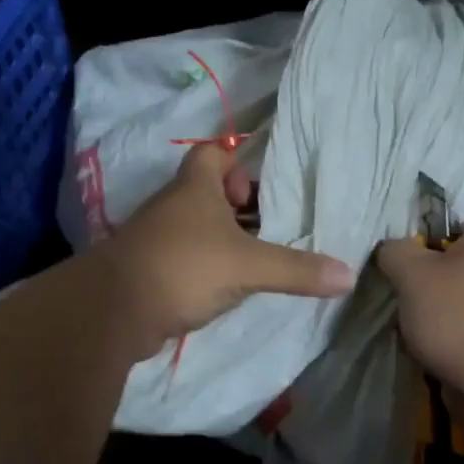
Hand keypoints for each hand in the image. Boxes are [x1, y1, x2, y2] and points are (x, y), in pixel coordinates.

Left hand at [96, 143, 355, 350]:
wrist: (115, 310)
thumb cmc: (183, 267)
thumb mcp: (248, 266)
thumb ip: (297, 270)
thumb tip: (349, 275)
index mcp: (195, 187)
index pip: (213, 152)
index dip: (239, 161)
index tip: (263, 188)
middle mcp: (173, 206)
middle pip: (209, 191)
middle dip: (241, 206)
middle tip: (273, 227)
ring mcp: (158, 238)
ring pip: (198, 227)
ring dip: (225, 239)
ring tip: (260, 258)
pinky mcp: (151, 269)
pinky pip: (187, 257)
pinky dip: (207, 266)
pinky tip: (230, 287)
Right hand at [376, 202, 463, 402]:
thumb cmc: (462, 318)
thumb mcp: (413, 275)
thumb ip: (394, 249)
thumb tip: (393, 250)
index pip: (455, 208)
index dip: (421, 223)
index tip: (399, 247)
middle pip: (458, 246)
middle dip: (427, 264)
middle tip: (402, 282)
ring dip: (437, 295)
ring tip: (413, 312)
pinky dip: (454, 317)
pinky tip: (433, 333)